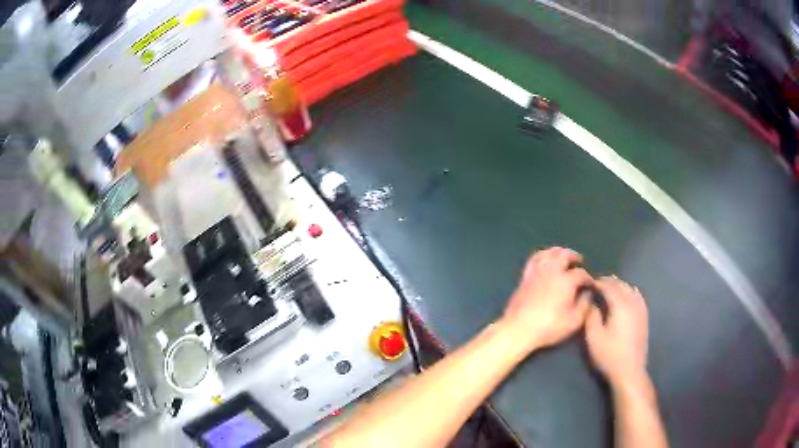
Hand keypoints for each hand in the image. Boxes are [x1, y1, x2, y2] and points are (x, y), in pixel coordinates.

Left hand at [501, 247, 592, 353]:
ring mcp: (536, 272)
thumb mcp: (574, 321)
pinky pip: (534, 259)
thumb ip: (584, 306)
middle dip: (574, 256)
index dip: (588, 278)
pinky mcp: (525, 277)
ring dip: (558, 252)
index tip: (591, 284)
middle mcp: (552, 271)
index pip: (581, 274)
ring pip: (548, 253)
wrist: (519, 330)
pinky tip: (544, 260)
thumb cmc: (549, 327)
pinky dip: (542, 255)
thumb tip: (587, 294)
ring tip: (563, 256)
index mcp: (566, 281)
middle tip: (579, 261)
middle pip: (564, 255)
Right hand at [585, 276, 648, 385]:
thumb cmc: (609, 355)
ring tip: (610, 288)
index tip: (588, 282)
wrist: (629, 371)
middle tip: (597, 283)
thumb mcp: (594, 338)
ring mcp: (640, 309)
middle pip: (621, 285)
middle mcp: (632, 303)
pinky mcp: (644, 316)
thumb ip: (591, 316)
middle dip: (609, 281)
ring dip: (620, 285)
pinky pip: (638, 296)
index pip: (609, 286)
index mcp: (620, 305)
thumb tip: (592, 303)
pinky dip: (630, 291)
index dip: (598, 282)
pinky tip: (627, 295)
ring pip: (630, 288)